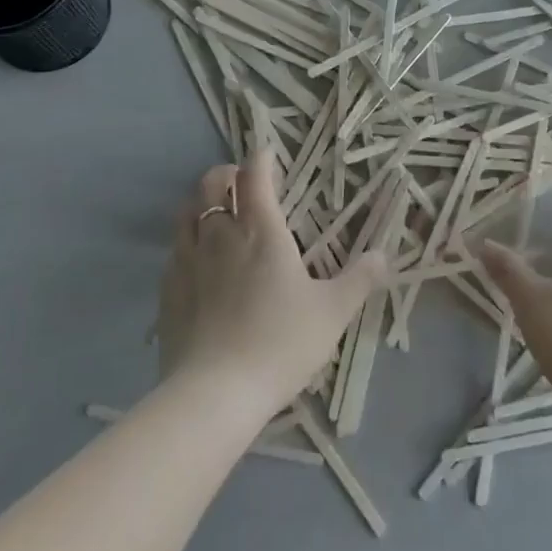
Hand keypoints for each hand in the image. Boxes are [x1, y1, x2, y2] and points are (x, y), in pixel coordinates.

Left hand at [157, 149, 387, 422]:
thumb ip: (359, 280)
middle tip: (240, 182)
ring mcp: (189, 259)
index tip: (268, 156)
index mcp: (261, 230)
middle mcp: (221, 234)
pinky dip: (186, 240)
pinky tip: (196, 259)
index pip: (254, 176)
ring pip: (187, 211)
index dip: (261, 159)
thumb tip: (383, 255)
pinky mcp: (168, 289)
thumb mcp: (332, 313)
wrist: (215, 393)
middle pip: (212, 183)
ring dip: (201, 201)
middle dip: (226, 173)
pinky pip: (174, 249)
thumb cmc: (280, 343)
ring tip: (215, 211)